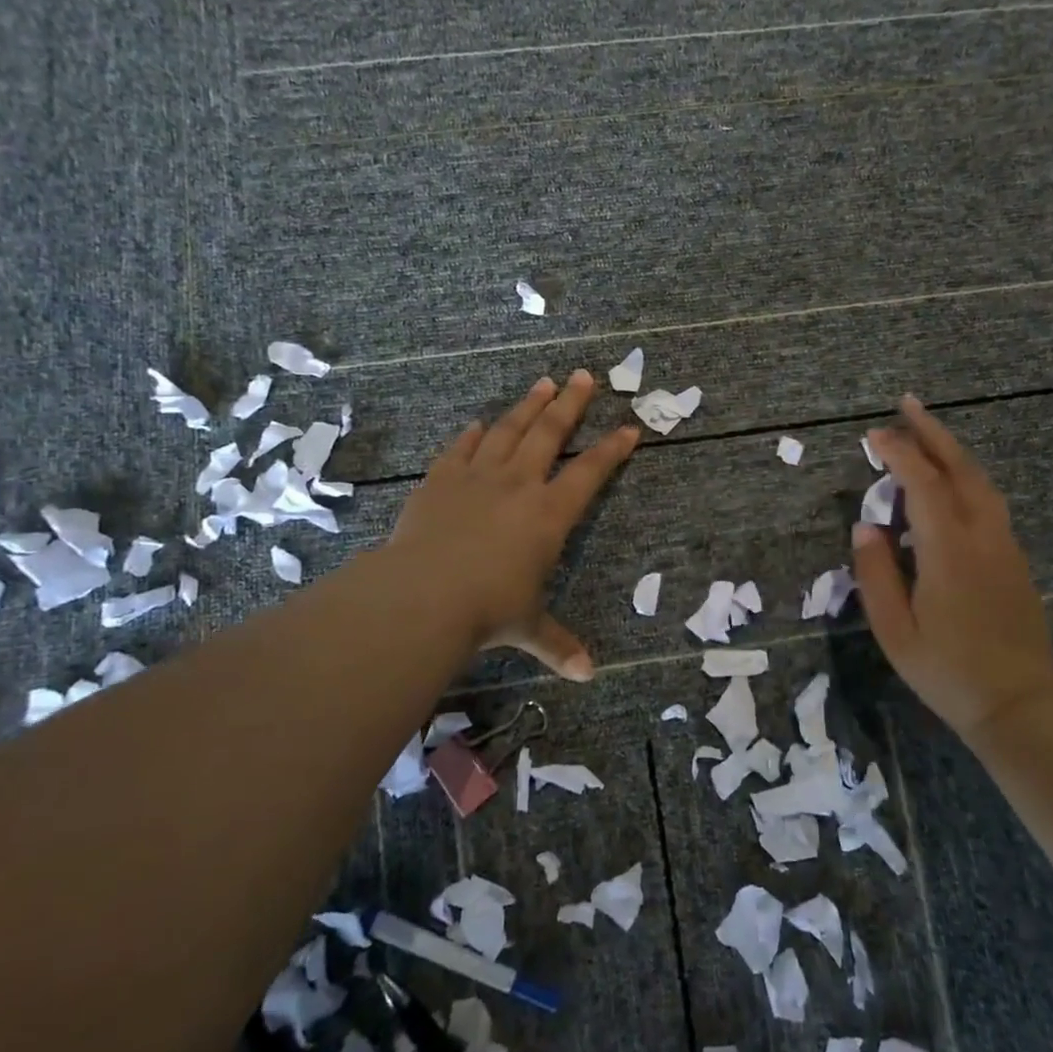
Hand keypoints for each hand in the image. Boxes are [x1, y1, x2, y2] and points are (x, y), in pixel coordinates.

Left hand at [388, 371, 639, 680]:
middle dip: (570, 404)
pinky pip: (462, 448)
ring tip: (543, 383)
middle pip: (550, 433)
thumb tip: (588, 675)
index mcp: (548, 515)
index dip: (611, 450)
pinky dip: (474, 434)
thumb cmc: (488, 609)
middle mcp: (518, 485)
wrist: (423, 594)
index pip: (589, 473)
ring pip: (509, 430)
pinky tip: (481, 422)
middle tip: (584, 376)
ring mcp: (478, 477)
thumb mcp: (528, 627)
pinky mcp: (441, 479)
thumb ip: (558, 643)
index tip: (629, 428)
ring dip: (528, 406)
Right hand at [851, 395, 1052, 737]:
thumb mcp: (895, 630)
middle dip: (932, 432)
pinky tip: (949, 483)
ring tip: (926, 433)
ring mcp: (1004, 545)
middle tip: (907, 405)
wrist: (1019, 703)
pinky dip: (965, 476)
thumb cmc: (947, 670)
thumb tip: (864, 526)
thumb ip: (876, 573)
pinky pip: (988, 501)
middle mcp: (982, 535)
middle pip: (959, 468)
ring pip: (981, 481)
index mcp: (948, 549)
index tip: (873, 436)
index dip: (898, 453)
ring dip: (952, 451)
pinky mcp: (1014, 559)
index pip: (921, 483)